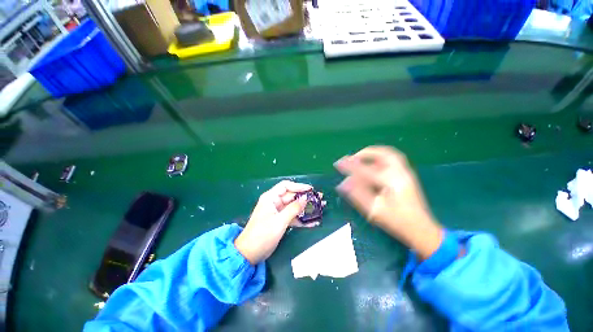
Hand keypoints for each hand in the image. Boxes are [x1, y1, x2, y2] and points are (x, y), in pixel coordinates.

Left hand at [234, 181, 322, 263]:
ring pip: (294, 207)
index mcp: (271, 198)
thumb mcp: (279, 221)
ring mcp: (278, 212)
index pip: (286, 186)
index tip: (310, 189)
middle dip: (305, 198)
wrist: (250, 254)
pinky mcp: (280, 221)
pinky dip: (302, 219)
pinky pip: (293, 217)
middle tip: (320, 199)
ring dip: (306, 208)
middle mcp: (274, 202)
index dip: (298, 186)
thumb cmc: (262, 234)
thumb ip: (293, 208)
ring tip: (320, 208)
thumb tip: (305, 198)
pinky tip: (313, 222)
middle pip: (292, 196)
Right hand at [334, 146, 442, 259]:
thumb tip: (342, 184)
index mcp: (392, 182)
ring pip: (389, 154)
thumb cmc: (397, 222)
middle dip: (364, 153)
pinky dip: (379, 157)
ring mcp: (406, 173)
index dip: (350, 165)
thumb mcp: (374, 211)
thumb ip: (357, 195)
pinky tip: (372, 164)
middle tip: (351, 158)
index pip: (366, 169)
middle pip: (383, 153)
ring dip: (372, 153)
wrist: (422, 229)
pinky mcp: (407, 175)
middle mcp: (401, 173)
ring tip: (360, 158)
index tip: (337, 163)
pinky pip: (392, 159)